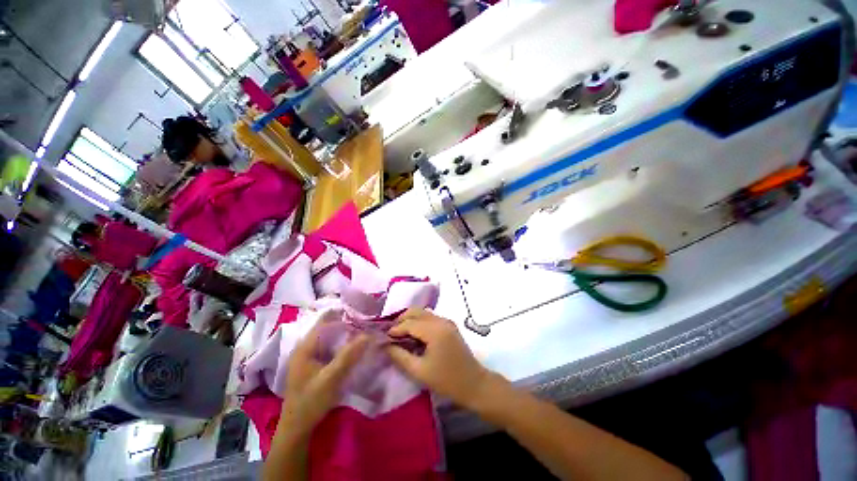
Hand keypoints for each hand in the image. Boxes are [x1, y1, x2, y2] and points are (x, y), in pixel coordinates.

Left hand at [279, 323, 368, 437]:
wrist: (297, 429)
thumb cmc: (310, 402)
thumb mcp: (331, 378)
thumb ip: (349, 355)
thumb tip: (368, 334)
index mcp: (305, 348)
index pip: (324, 321)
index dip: (341, 314)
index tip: (359, 309)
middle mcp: (305, 348)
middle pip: (327, 328)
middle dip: (345, 322)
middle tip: (365, 320)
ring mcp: (309, 357)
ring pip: (329, 337)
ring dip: (344, 333)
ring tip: (362, 328)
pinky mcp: (314, 365)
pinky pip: (329, 347)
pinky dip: (341, 343)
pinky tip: (352, 345)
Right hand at [387, 309, 491, 408]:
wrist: (474, 384)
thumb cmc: (446, 380)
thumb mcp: (419, 371)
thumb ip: (400, 356)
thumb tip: (386, 345)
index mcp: (434, 330)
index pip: (409, 323)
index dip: (395, 329)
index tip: (383, 338)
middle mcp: (441, 320)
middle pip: (416, 311)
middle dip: (401, 320)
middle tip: (391, 334)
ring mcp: (447, 321)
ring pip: (423, 313)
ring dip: (410, 320)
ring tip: (400, 334)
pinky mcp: (449, 325)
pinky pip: (430, 318)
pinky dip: (419, 322)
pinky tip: (413, 335)